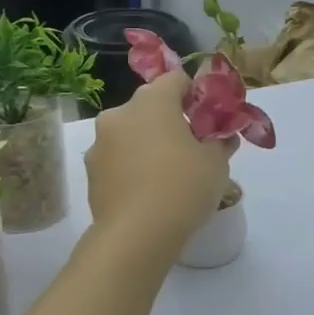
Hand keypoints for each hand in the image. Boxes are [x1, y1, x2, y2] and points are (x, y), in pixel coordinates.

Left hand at [86, 73, 233, 248]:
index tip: (207, 118)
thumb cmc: (183, 186)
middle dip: (170, 121)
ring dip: (147, 143)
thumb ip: (220, 142)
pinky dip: (131, 166)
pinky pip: (117, 159)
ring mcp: (100, 143)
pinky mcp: (91, 172)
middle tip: (191, 147)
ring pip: (130, 133)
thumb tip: (223, 138)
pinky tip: (147, 191)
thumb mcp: (216, 164)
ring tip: (167, 174)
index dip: (194, 94)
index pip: (175, 79)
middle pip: (149, 106)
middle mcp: (120, 113)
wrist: (136, 235)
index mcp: (152, 101)